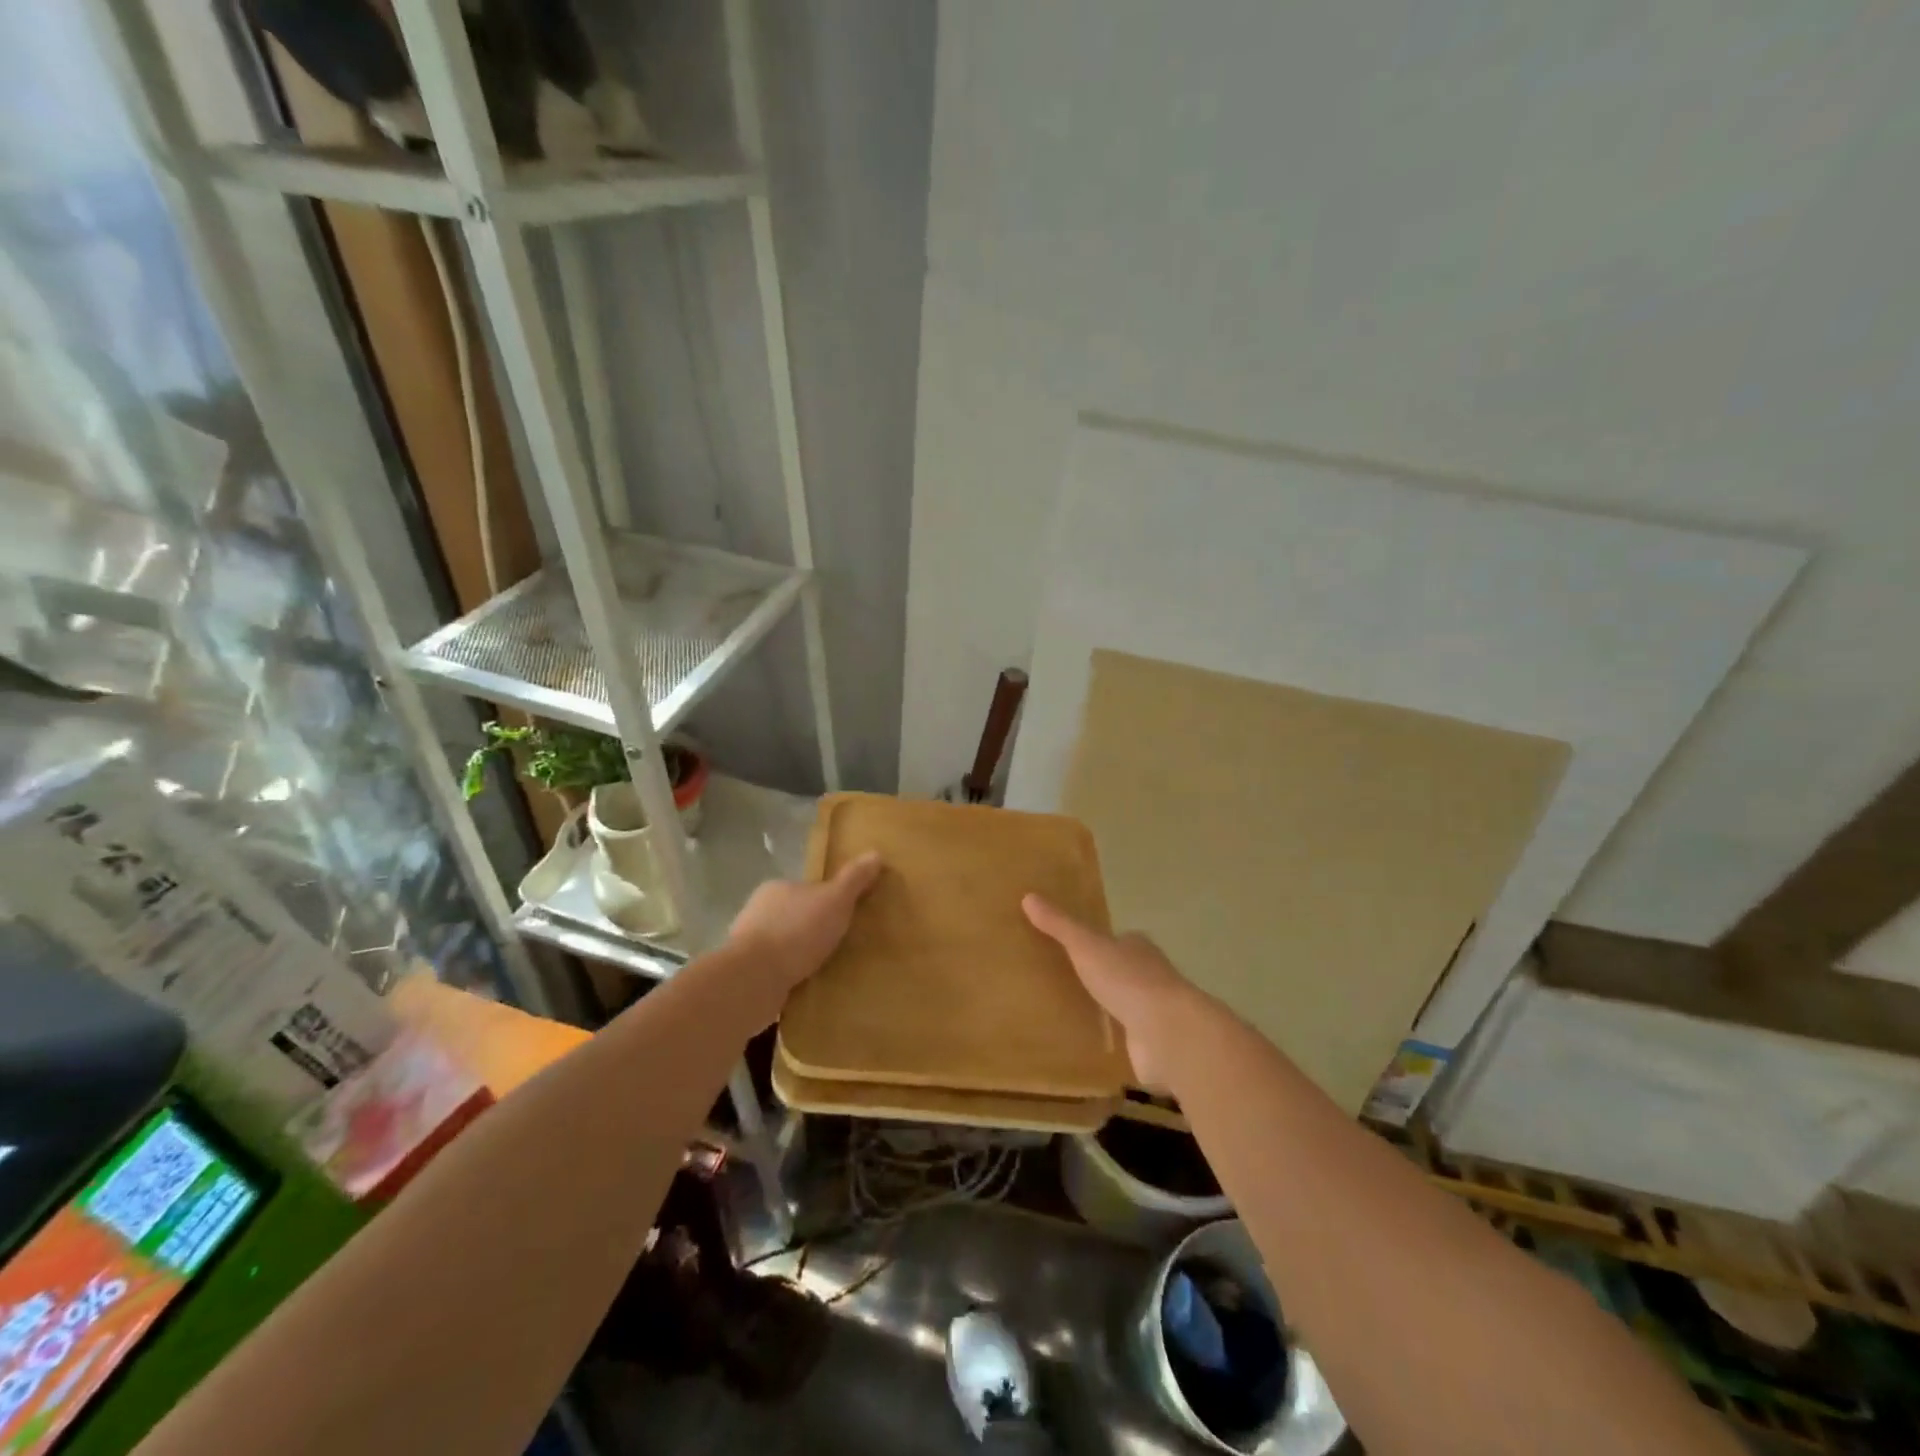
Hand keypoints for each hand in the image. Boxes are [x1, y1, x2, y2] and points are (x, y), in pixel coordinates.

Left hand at [727, 852, 882, 1017]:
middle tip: (839, 945)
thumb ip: (854, 879)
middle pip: (793, 916)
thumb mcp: (835, 900)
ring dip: (799, 956)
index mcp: (776, 888)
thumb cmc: (796, 932)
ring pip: (781, 945)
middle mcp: (757, 911)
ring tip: (825, 970)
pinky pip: (773, 971)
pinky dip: (787, 977)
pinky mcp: (745, 974)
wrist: (753, 979)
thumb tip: (876, 853)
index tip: (843, 917)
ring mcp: (747, 945)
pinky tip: (804, 988)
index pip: (806, 889)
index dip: (826, 901)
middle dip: (812, 929)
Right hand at [1023, 894, 1203, 1088]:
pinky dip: (1113, 1040)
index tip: (1072, 948)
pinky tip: (1090, 1045)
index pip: (1117, 940)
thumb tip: (1028, 896)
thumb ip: (1059, 925)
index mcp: (1138, 948)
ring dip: (1106, 1009)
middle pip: (1121, 971)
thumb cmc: (1128, 980)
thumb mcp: (1086, 946)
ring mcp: (1153, 1012)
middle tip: (1063, 982)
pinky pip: (1126, 1038)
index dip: (1097, 943)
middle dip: (1100, 977)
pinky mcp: (1152, 1044)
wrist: (1167, 1033)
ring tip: (1070, 1014)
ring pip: (1125, 1005)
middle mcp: (1150, 976)